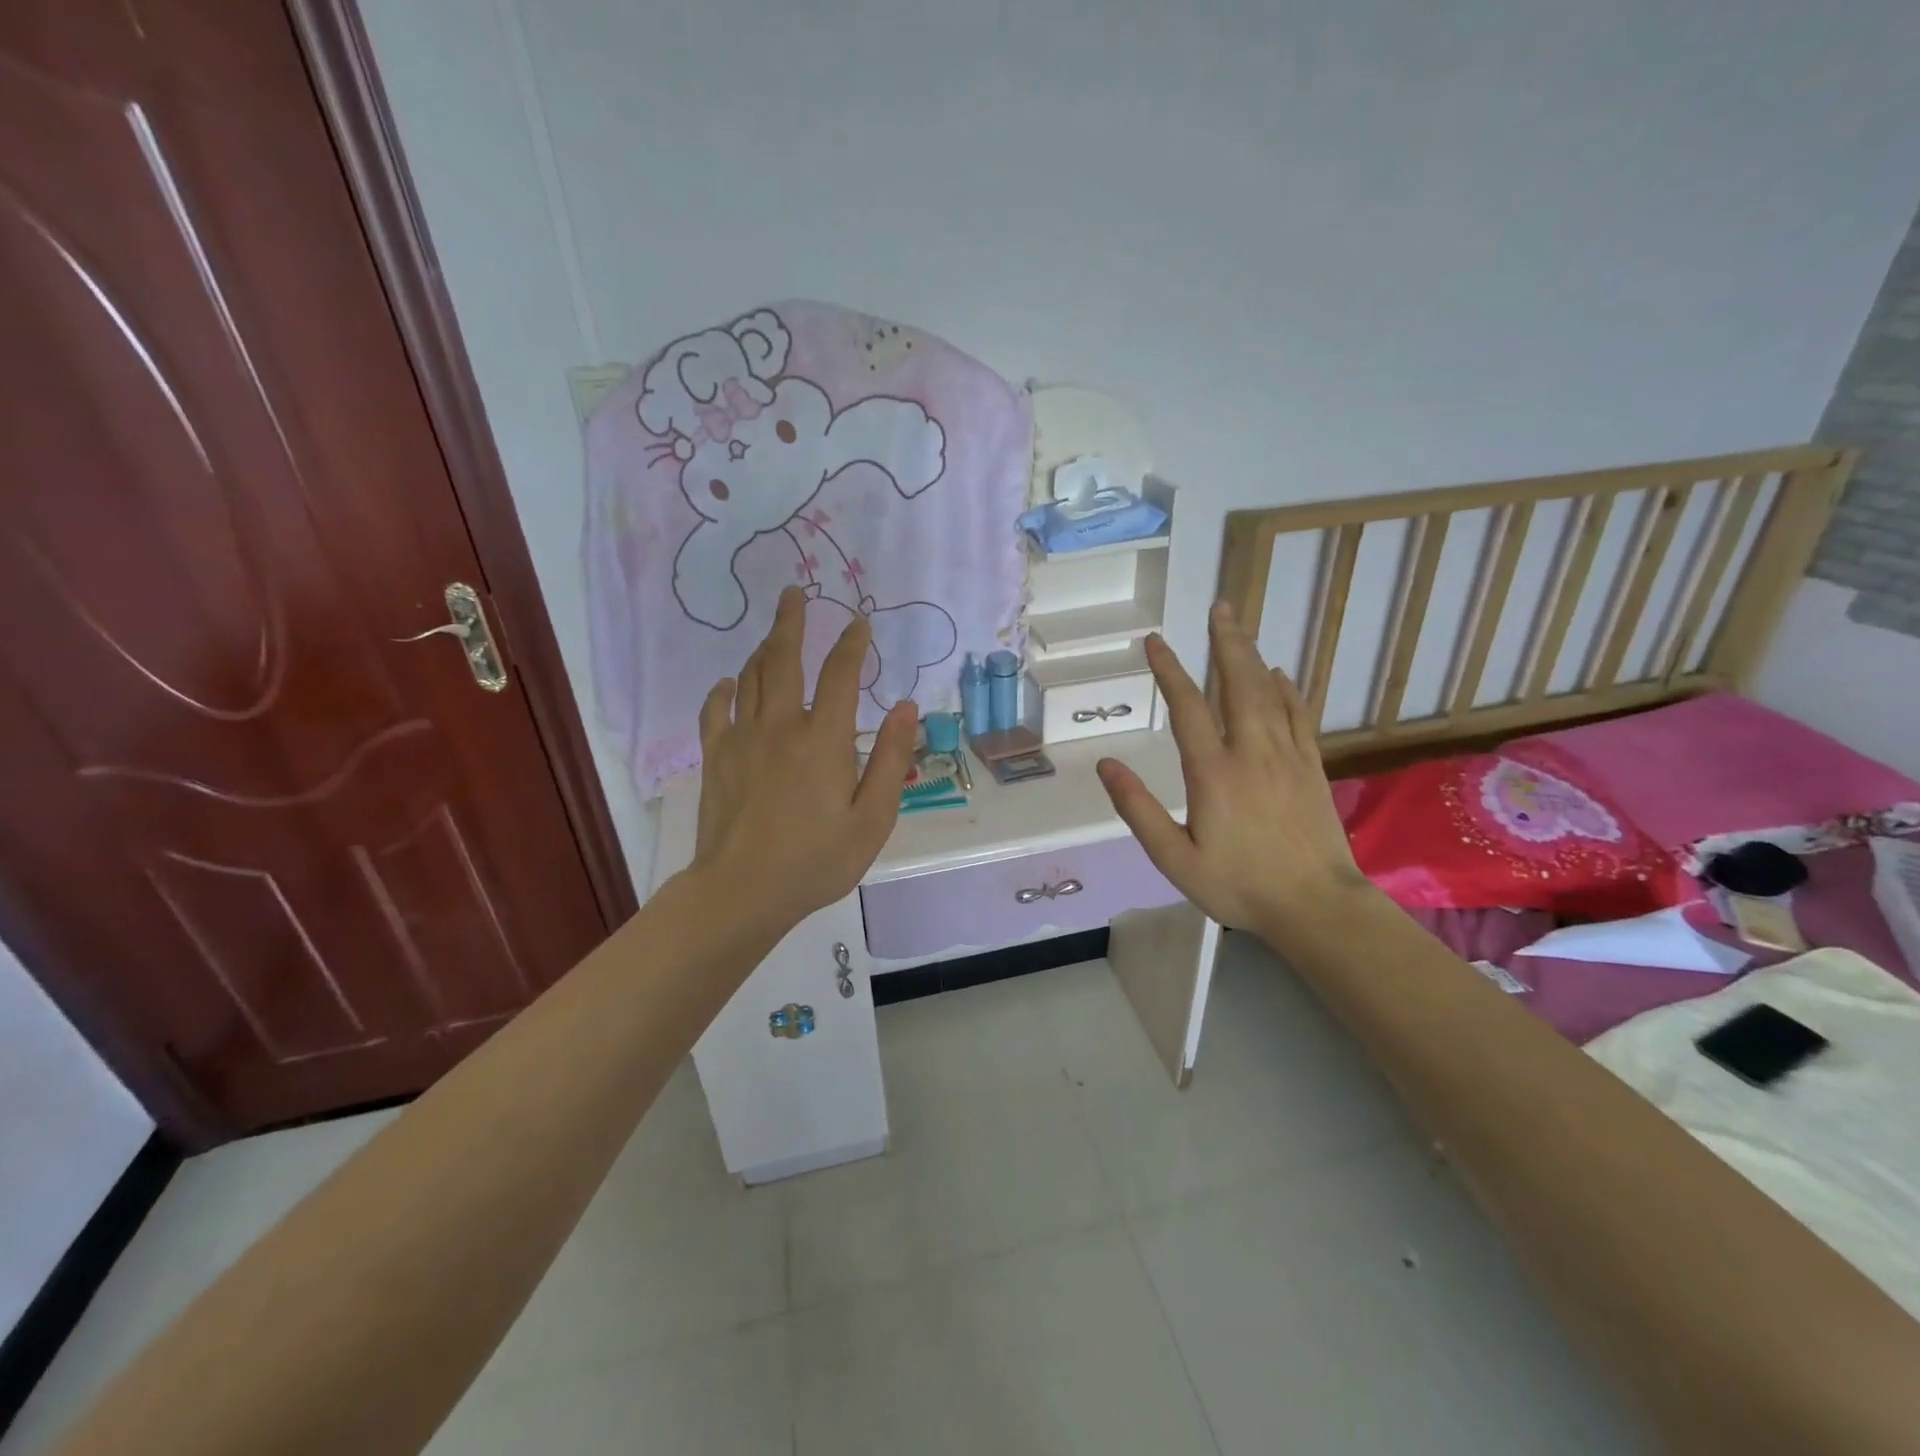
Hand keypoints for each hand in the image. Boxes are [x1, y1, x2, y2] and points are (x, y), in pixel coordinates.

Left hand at [691, 587, 917, 936]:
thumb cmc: (816, 860)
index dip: (851, 644)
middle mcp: (780, 725)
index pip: (840, 674)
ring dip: (763, 649)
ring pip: (750, 677)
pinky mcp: (716, 757)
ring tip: (773, 634)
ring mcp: (742, 738)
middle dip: (791, 621)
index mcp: (823, 738)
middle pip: (784, 658)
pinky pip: (716, 710)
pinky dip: (723, 690)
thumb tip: (907, 708)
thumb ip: (889, 758)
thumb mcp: (872, 817)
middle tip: (793, 592)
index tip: (859, 622)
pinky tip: (728, 684)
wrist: (743, 890)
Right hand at [1096, 602, 1367, 944]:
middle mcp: (1251, 752)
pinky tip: (1279, 674)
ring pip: (1268, 692)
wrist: (1316, 906)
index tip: (1155, 640)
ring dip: (1251, 656)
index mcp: (1213, 772)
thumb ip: (1138, 809)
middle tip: (1219, 607)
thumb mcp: (1174, 858)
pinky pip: (1297, 715)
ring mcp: (1286, 756)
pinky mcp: (1311, 767)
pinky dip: (1286, 689)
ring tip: (1238, 627)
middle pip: (1237, 684)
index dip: (1169, 670)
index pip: (1188, 707)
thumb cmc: (1239, 886)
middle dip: (1224, 643)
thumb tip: (1106, 765)